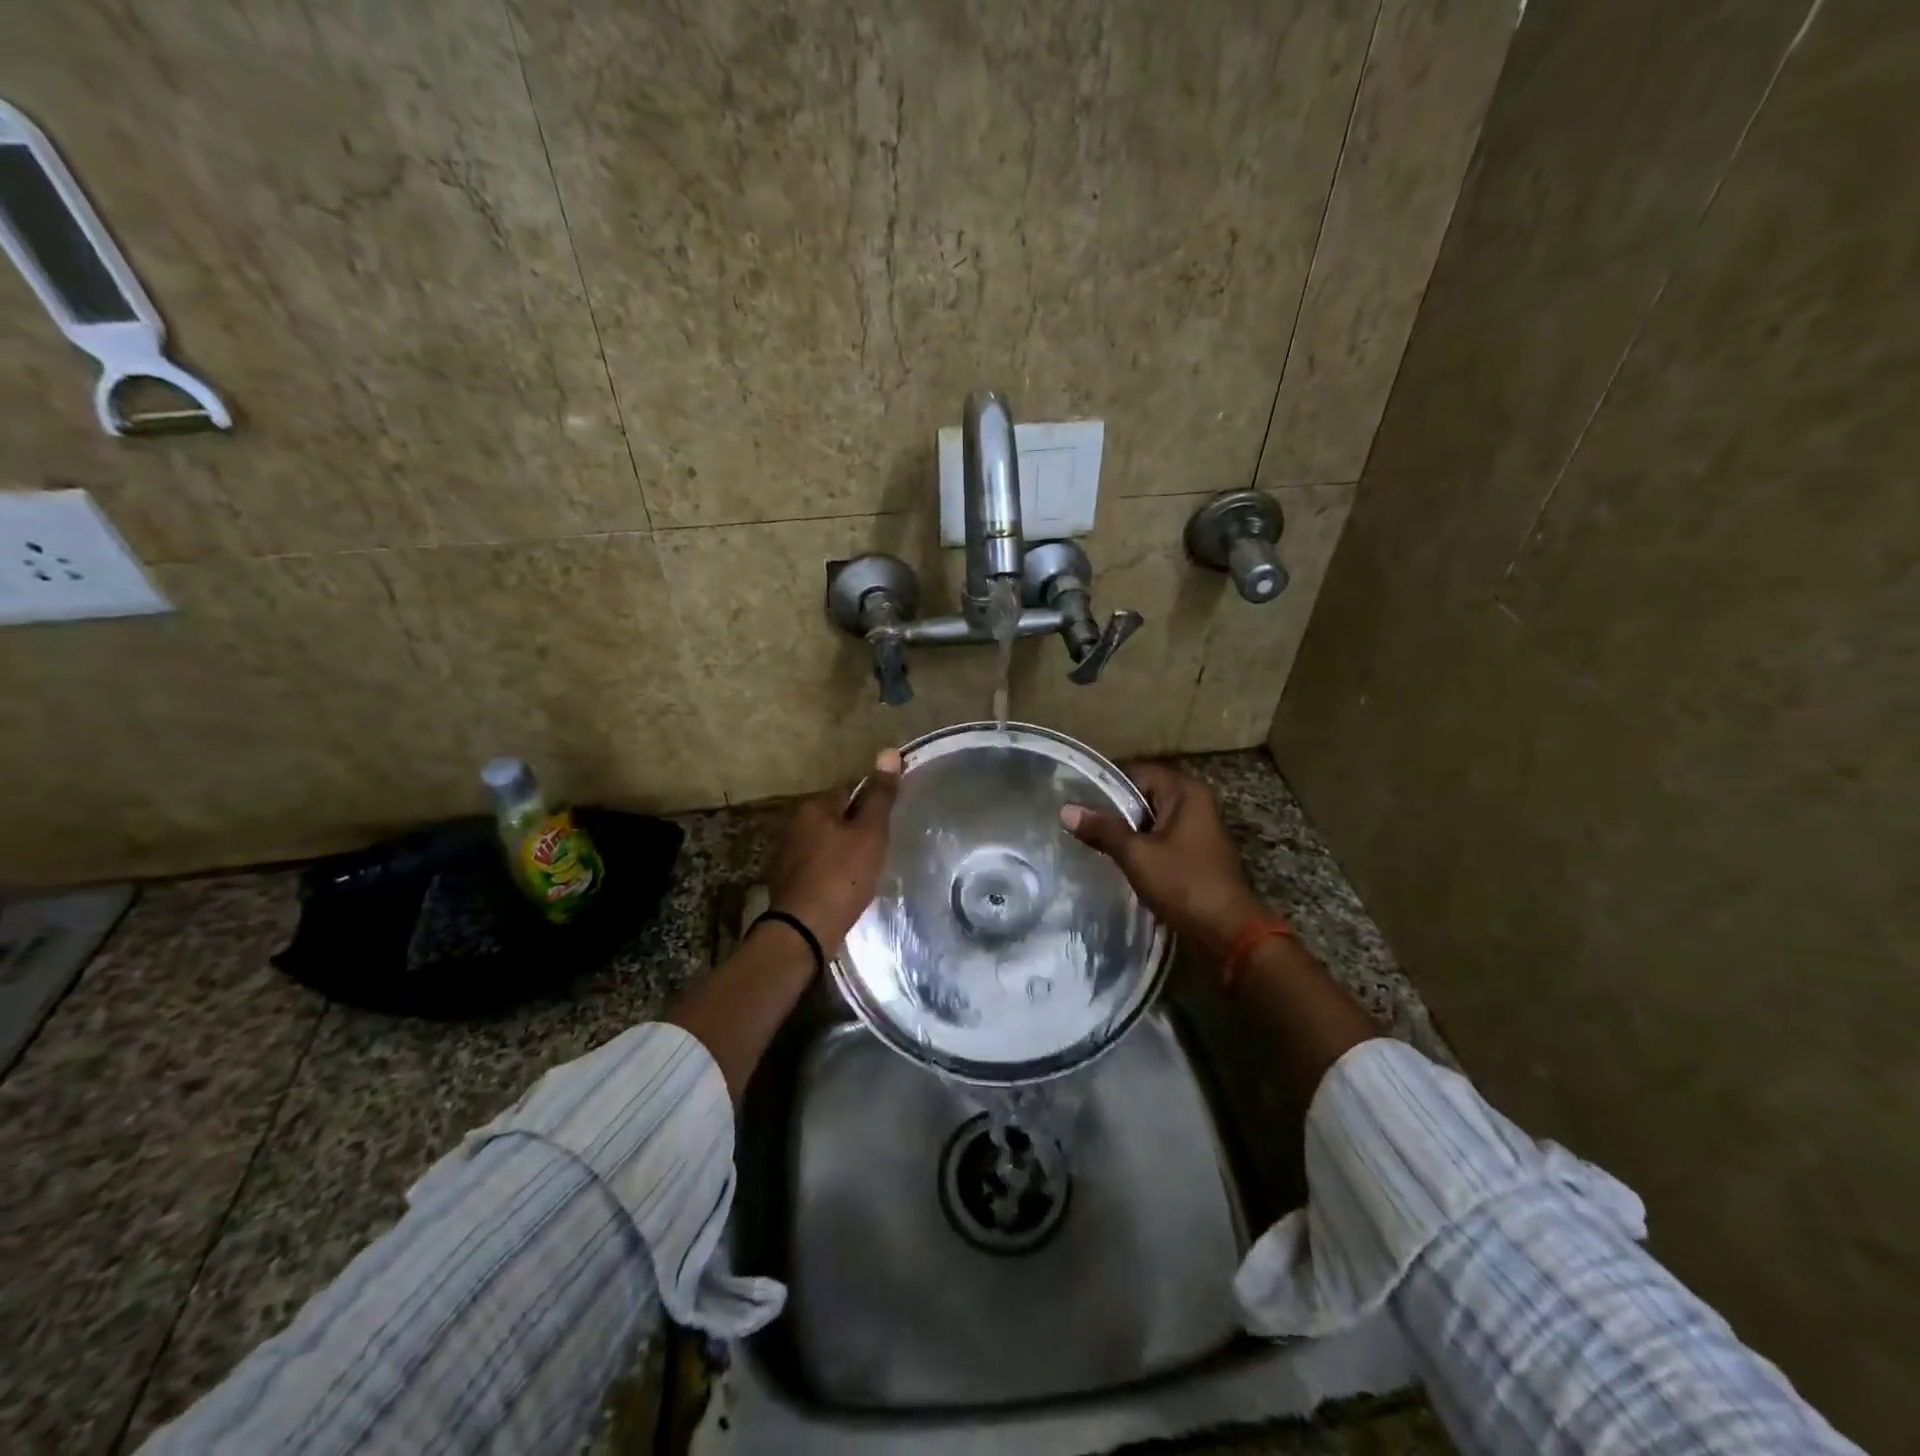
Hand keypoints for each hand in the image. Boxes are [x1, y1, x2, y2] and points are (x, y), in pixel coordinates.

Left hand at [767, 748, 902, 948]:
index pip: (848, 788)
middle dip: (855, 824)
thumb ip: (880, 795)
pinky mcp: (785, 881)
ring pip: (823, 840)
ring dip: (841, 847)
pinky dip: (830, 868)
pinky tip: (845, 884)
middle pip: (833, 814)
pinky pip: (815, 864)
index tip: (889, 815)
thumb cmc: (842, 876)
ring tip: (867, 864)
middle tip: (881, 842)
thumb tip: (888, 752)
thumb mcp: (870, 833)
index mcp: (814, 807)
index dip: (871, 798)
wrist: (804, 931)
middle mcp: (793, 824)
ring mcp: (785, 854)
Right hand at [1061, 762, 1265, 957]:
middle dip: (1113, 808)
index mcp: (1186, 792)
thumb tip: (1066, 809)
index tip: (1076, 796)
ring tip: (1090, 838)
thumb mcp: (1137, 855)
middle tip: (1078, 819)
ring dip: (1126, 830)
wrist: (1228, 933)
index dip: (1106, 783)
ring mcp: (1198, 829)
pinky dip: (1141, 846)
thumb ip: (1103, 829)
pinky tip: (1116, 858)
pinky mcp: (1196, 853)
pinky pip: (1161, 839)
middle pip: (1144, 794)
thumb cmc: (1184, 884)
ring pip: (1151, 819)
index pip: (1138, 772)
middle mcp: (1195, 803)